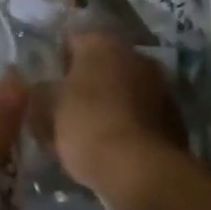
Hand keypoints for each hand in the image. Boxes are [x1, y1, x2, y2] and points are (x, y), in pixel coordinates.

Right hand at [53, 30, 183, 202]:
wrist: (140, 170)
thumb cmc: (86, 125)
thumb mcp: (46, 107)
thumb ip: (38, 90)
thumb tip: (36, 86)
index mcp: (103, 43)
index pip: (71, 39)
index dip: (54, 60)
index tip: (41, 82)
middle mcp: (136, 54)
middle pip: (101, 63)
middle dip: (83, 81)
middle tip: (62, 106)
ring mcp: (161, 85)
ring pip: (123, 88)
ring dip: (108, 101)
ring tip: (86, 129)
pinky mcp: (174, 117)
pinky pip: (141, 113)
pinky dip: (127, 122)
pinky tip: (112, 145)